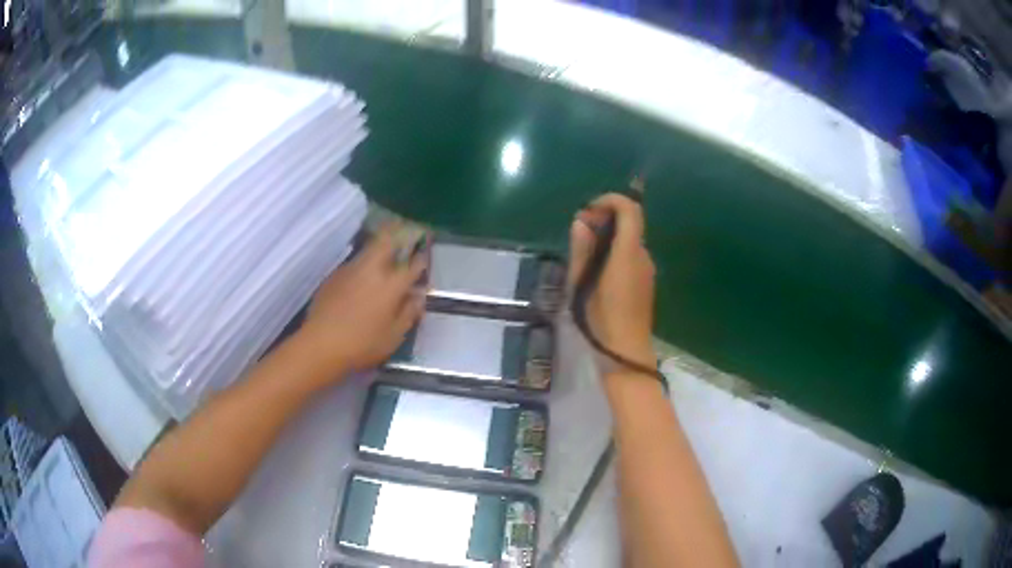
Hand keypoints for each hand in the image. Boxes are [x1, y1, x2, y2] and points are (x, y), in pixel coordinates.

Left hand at [299, 225, 427, 376]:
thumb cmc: (363, 344)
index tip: (424, 257)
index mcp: (392, 285)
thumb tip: (418, 296)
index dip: (421, 259)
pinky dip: (363, 265)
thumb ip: (409, 313)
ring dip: (379, 248)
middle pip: (387, 240)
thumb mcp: (394, 336)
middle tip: (405, 233)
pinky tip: (361, 279)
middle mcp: (372, 269)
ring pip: (369, 249)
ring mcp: (351, 269)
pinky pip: (354, 263)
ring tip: (384, 255)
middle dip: (398, 233)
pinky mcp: (334, 276)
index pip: (413, 264)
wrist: (321, 344)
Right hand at [568, 193, 656, 369]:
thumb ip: (582, 249)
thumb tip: (581, 220)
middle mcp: (643, 256)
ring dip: (609, 237)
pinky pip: (632, 255)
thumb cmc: (601, 319)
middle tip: (580, 235)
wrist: (625, 352)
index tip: (589, 211)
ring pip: (630, 239)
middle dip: (605, 219)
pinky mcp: (646, 281)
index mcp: (628, 253)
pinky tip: (599, 272)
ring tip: (585, 256)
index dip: (610, 201)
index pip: (630, 210)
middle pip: (630, 223)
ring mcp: (648, 269)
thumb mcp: (582, 283)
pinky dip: (616, 251)